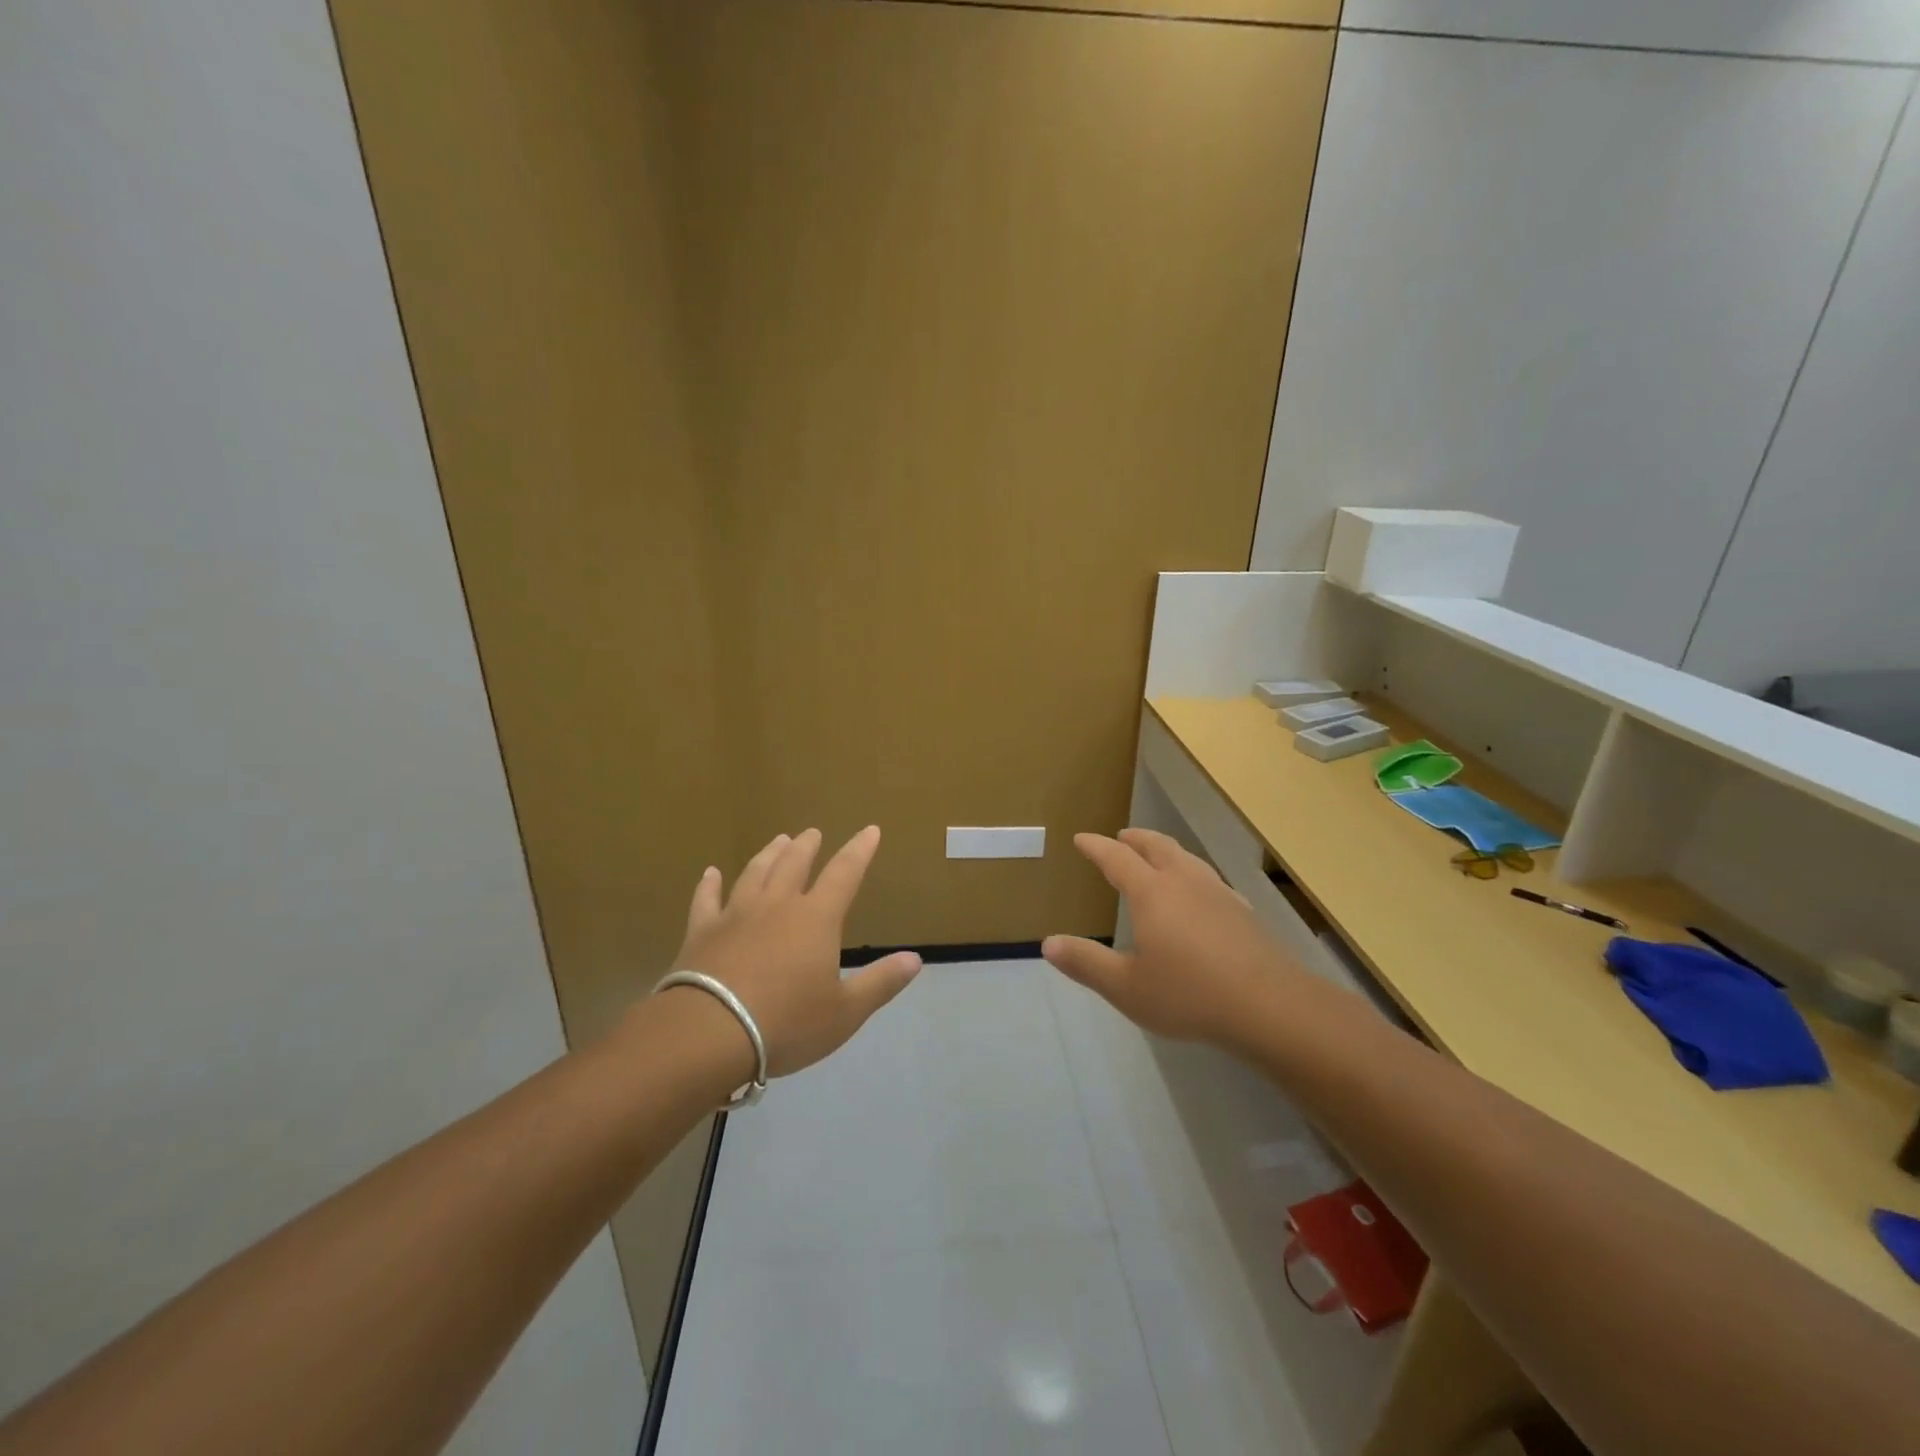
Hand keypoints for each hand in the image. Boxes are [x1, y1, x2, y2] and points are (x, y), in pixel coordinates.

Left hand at [668, 826, 921, 1076]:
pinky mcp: (701, 932)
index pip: (845, 873)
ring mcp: (736, 914)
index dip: (859, 851)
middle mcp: (777, 905)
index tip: (870, 830)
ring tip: (778, 840)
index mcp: (816, 919)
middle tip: (813, 833)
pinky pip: (707, 899)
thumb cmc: (786, 1023)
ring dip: (769, 854)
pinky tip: (710, 873)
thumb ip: (880, 982)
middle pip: (794, 864)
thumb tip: (915, 958)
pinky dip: (709, 884)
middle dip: (808, 846)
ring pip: (755, 873)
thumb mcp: (845, 1012)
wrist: (709, 1033)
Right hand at [1043, 828, 1300, 1049]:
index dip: (1096, 847)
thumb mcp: (1126, 987)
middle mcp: (1184, 882)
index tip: (1081, 839)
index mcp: (1152, 893)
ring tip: (1158, 857)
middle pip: (1157, 847)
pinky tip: (1201, 894)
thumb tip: (1048, 943)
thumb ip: (1086, 963)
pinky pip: (1210, 879)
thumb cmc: (1189, 994)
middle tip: (1121, 836)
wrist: (1270, 1006)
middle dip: (1135, 839)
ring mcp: (1218, 894)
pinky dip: (1192, 874)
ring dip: (1166, 850)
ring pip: (1187, 858)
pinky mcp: (1242, 912)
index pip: (1117, 858)